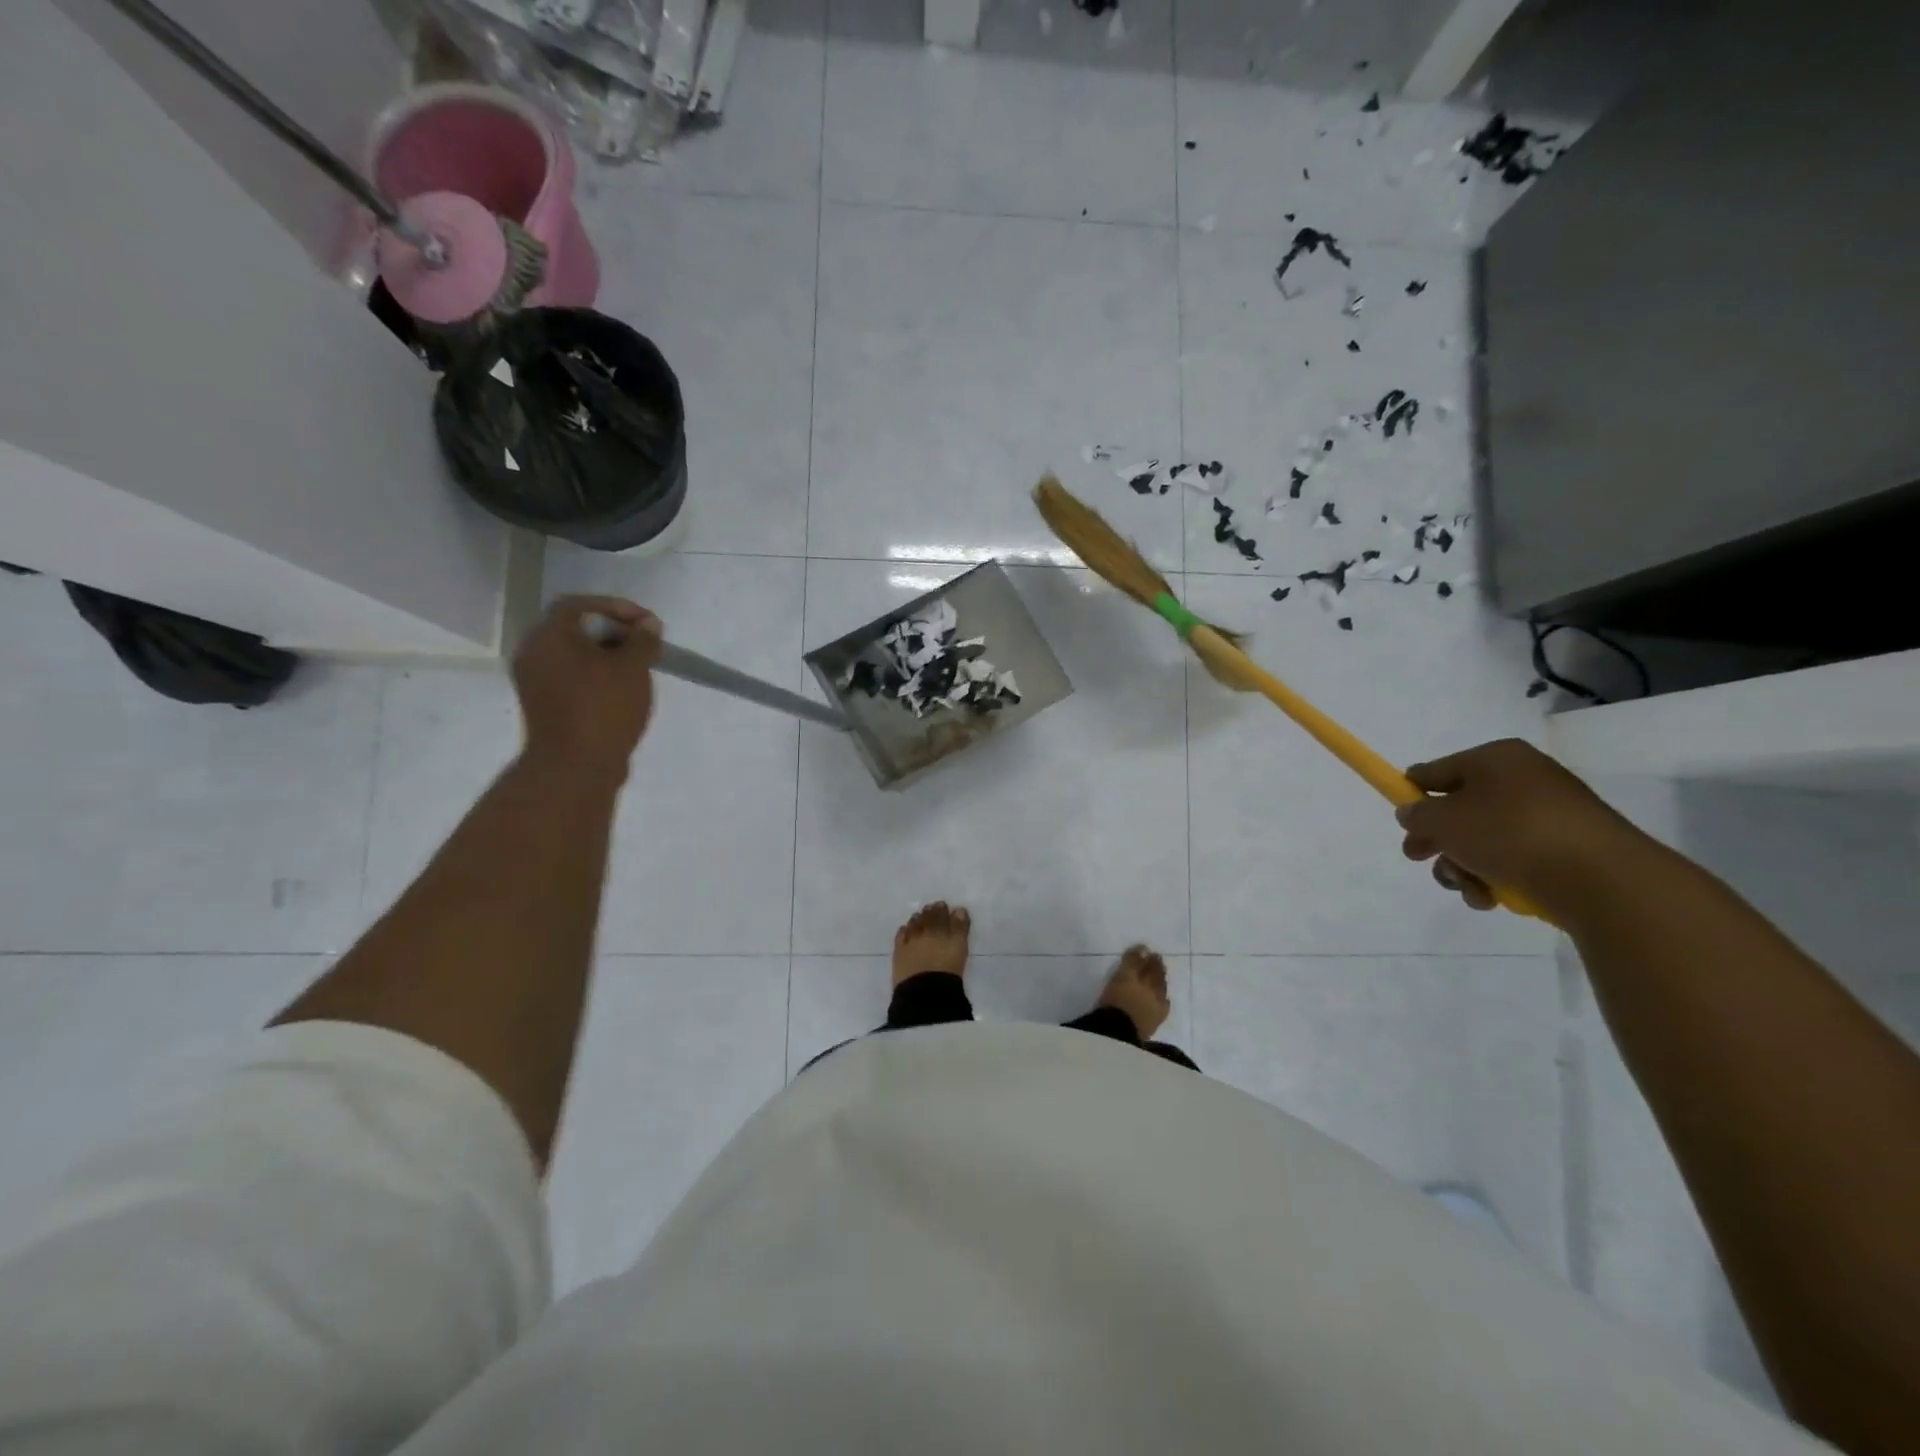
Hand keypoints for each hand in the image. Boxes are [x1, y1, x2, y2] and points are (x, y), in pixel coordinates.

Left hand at [512, 596, 661, 781]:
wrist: (575, 767)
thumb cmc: (604, 708)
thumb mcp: (634, 668)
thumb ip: (643, 640)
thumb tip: (648, 624)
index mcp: (549, 636)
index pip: (579, 605)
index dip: (616, 608)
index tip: (647, 623)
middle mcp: (533, 653)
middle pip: (574, 629)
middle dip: (613, 632)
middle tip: (644, 644)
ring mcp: (534, 681)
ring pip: (573, 655)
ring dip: (606, 655)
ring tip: (638, 667)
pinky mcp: (543, 705)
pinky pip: (570, 677)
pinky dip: (595, 676)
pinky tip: (620, 690)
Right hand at [1395, 738, 1652, 917]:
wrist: (1602, 880)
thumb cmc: (1511, 834)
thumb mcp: (1444, 820)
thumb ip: (1418, 814)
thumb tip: (1413, 812)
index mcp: (1496, 758)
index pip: (1436, 771)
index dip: (1412, 794)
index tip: (1402, 822)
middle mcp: (1524, 779)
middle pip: (1461, 809)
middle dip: (1439, 839)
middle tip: (1420, 858)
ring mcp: (1550, 815)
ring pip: (1484, 839)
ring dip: (1464, 865)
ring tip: (1468, 888)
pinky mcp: (1569, 849)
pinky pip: (1516, 859)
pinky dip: (1497, 878)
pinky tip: (1493, 898)